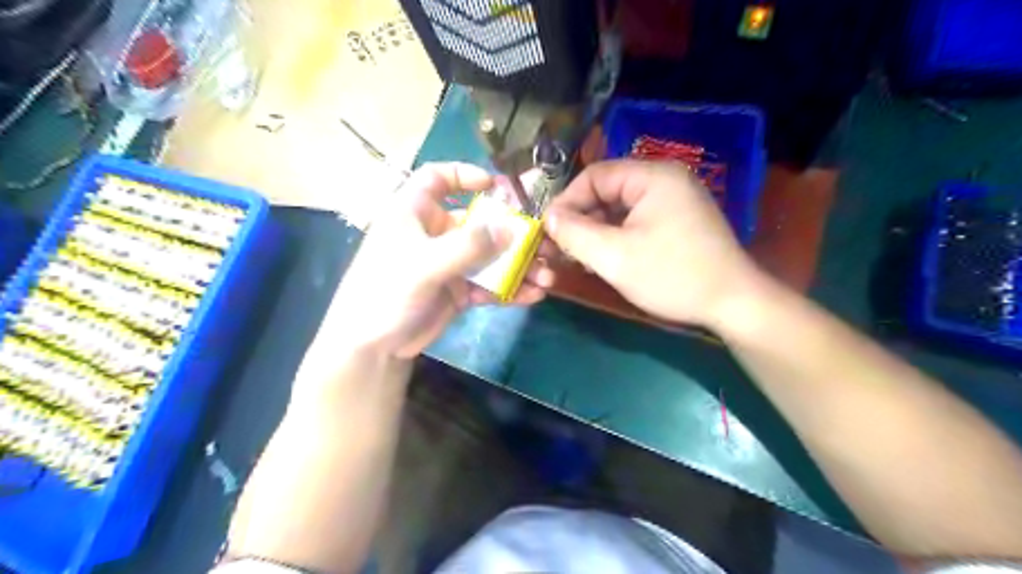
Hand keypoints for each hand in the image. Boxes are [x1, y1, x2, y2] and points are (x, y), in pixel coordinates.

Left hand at [325, 160, 554, 357]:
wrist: (372, 347)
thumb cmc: (386, 292)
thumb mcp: (424, 264)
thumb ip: (468, 246)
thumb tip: (512, 229)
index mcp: (414, 213)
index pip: (437, 179)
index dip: (465, 175)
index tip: (496, 187)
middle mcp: (435, 233)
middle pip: (479, 221)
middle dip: (513, 233)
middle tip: (544, 245)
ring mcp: (449, 263)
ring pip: (490, 256)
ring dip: (519, 266)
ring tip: (546, 278)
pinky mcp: (458, 290)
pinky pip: (489, 284)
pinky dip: (510, 289)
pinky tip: (533, 296)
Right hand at [548, 156, 762, 327]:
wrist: (733, 303)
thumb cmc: (672, 275)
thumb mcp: (615, 257)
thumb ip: (575, 234)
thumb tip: (549, 218)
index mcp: (652, 176)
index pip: (594, 176)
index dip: (566, 201)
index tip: (548, 231)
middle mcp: (665, 179)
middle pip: (607, 191)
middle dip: (581, 219)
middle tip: (561, 248)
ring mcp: (675, 200)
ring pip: (620, 208)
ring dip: (596, 230)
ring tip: (579, 257)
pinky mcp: (679, 220)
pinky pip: (636, 220)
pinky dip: (616, 236)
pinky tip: (605, 258)